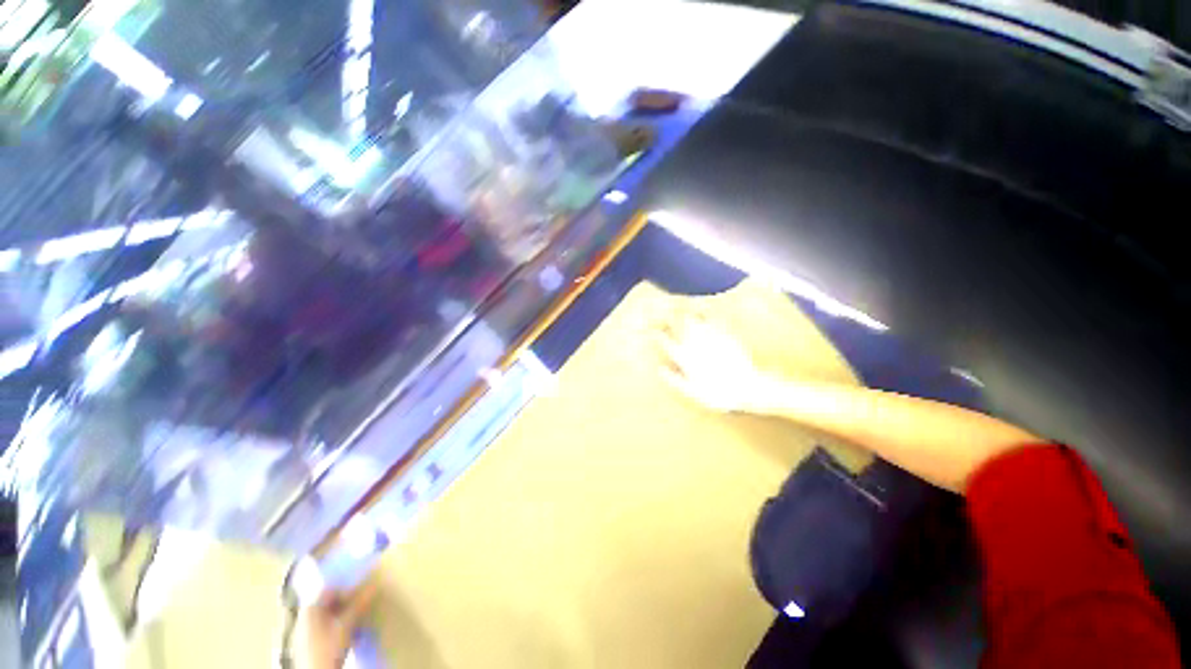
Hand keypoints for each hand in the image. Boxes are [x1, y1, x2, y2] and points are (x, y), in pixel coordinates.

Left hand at [293, 579, 377, 668]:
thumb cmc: (328, 647)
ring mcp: (307, 632)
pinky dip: (342, 629)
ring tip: (360, 622)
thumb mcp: (346, 625)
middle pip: (331, 603)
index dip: (347, 589)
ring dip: (347, 617)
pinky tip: (352, 636)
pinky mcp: (312, 644)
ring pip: (331, 617)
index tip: (362, 591)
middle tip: (364, 606)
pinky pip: (329, 629)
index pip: (330, 589)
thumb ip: (359, 604)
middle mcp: (306, 617)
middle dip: (349, 604)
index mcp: (311, 608)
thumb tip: (374, 585)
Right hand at [658, 315, 770, 412]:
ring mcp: (710, 337)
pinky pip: (714, 319)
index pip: (666, 342)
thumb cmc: (717, 394)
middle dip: (669, 317)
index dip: (657, 335)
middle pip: (678, 325)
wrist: (746, 387)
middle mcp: (695, 344)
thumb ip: (674, 380)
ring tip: (680, 306)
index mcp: (685, 357)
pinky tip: (705, 306)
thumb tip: (659, 369)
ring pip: (694, 319)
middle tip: (664, 312)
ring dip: (685, 311)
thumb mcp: (692, 392)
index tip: (652, 331)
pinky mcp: (725, 335)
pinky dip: (707, 311)